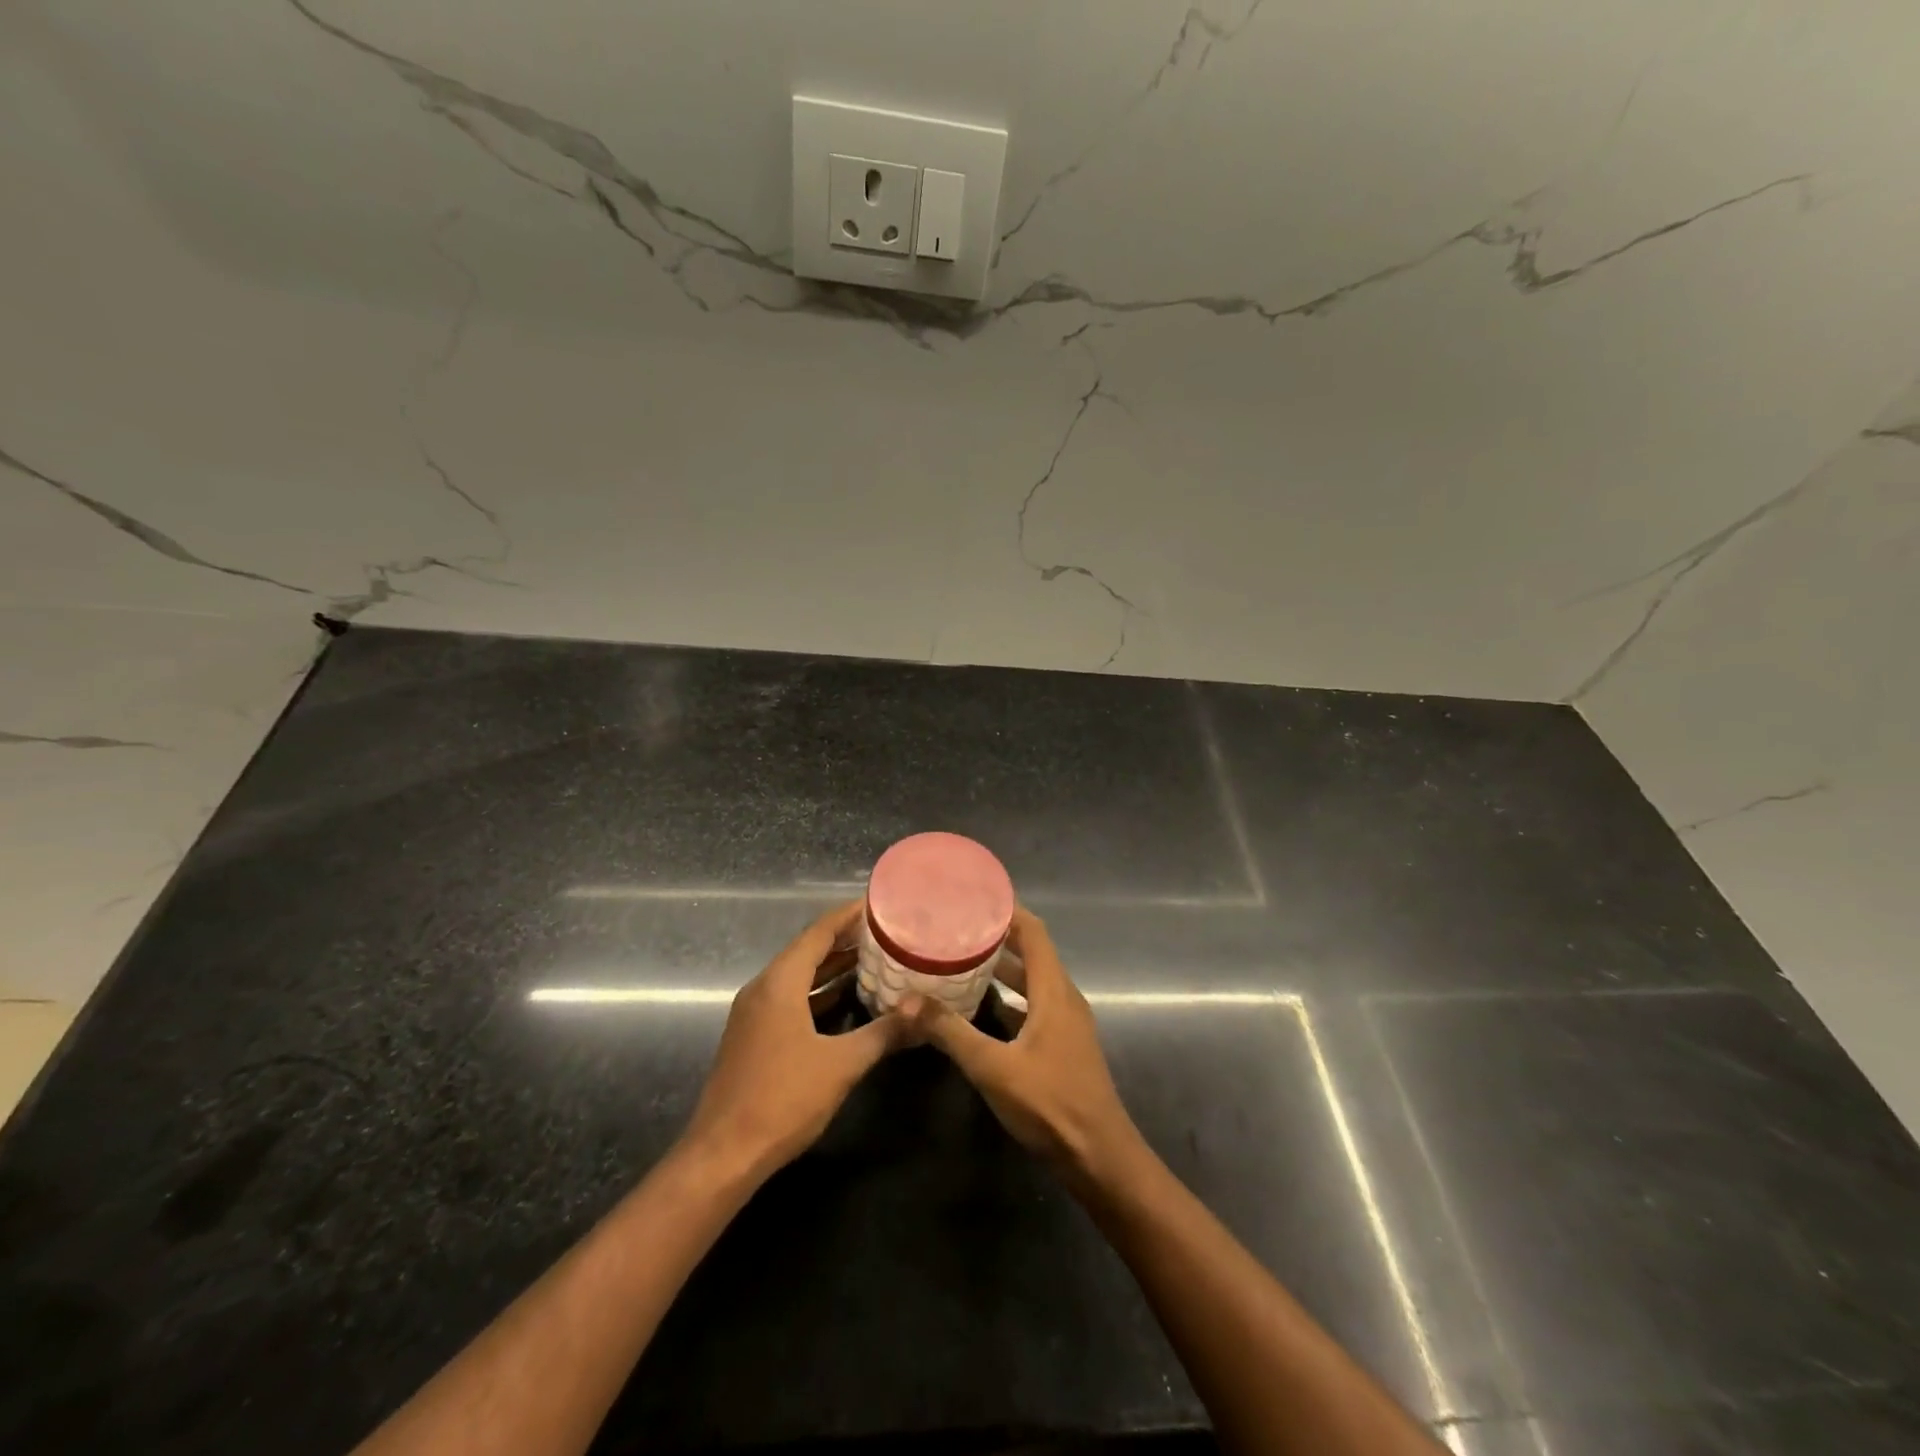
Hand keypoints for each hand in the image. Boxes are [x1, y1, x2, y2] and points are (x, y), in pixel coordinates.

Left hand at [681, 902, 909, 1179]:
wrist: (723, 1155)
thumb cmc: (783, 1099)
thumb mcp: (842, 1064)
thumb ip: (884, 1033)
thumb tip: (923, 1012)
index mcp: (779, 983)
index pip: (818, 933)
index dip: (848, 916)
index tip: (878, 903)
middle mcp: (762, 988)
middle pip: (807, 950)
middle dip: (844, 939)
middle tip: (885, 930)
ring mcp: (754, 1013)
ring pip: (798, 976)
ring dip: (831, 967)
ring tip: (872, 958)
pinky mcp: (753, 1036)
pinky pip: (789, 998)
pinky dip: (817, 992)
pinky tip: (844, 998)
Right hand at [908, 908, 1142, 1182]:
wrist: (1099, 1157)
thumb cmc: (1051, 1104)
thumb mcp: (993, 1067)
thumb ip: (950, 1032)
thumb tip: (906, 1001)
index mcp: (1054, 990)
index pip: (1033, 932)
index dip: (1007, 910)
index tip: (973, 896)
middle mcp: (1063, 997)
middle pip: (1031, 952)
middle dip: (996, 936)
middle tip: (955, 927)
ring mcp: (1066, 1022)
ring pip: (1031, 980)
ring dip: (1001, 967)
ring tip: (960, 959)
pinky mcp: (1062, 1044)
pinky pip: (1033, 1004)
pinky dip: (1008, 996)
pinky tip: (979, 1006)